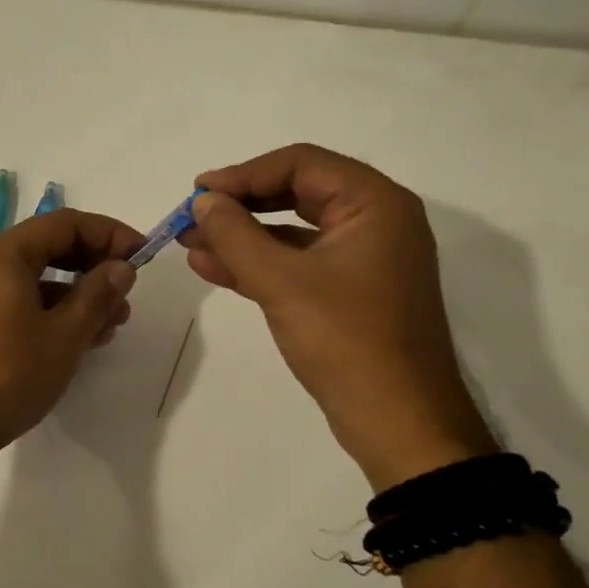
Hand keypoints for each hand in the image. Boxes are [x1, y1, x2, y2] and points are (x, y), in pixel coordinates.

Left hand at [0, 209, 144, 457]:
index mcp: (3, 255)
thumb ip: (97, 295)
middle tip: (125, 297)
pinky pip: (13, 304)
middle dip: (92, 268)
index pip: (65, 223)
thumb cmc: (8, 375)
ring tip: (107, 329)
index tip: (141, 257)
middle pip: (47, 248)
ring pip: (32, 281)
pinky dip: (47, 313)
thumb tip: (121, 267)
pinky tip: (71, 343)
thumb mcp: (64, 335)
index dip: (109, 234)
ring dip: (73, 296)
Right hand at [181, 144, 496, 488]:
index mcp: (375, 204)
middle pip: (296, 192)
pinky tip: (213, 268)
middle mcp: (375, 222)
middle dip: (240, 205)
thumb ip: (235, 235)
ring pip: (293, 231)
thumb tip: (202, 200)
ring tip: (190, 243)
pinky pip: (298, 263)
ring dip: (242, 236)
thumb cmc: (345, 340)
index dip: (244, 173)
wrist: (399, 423)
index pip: (301, 164)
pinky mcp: (349, 292)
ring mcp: (363, 259)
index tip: (198, 192)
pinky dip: (258, 263)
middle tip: (192, 216)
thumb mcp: (281, 282)